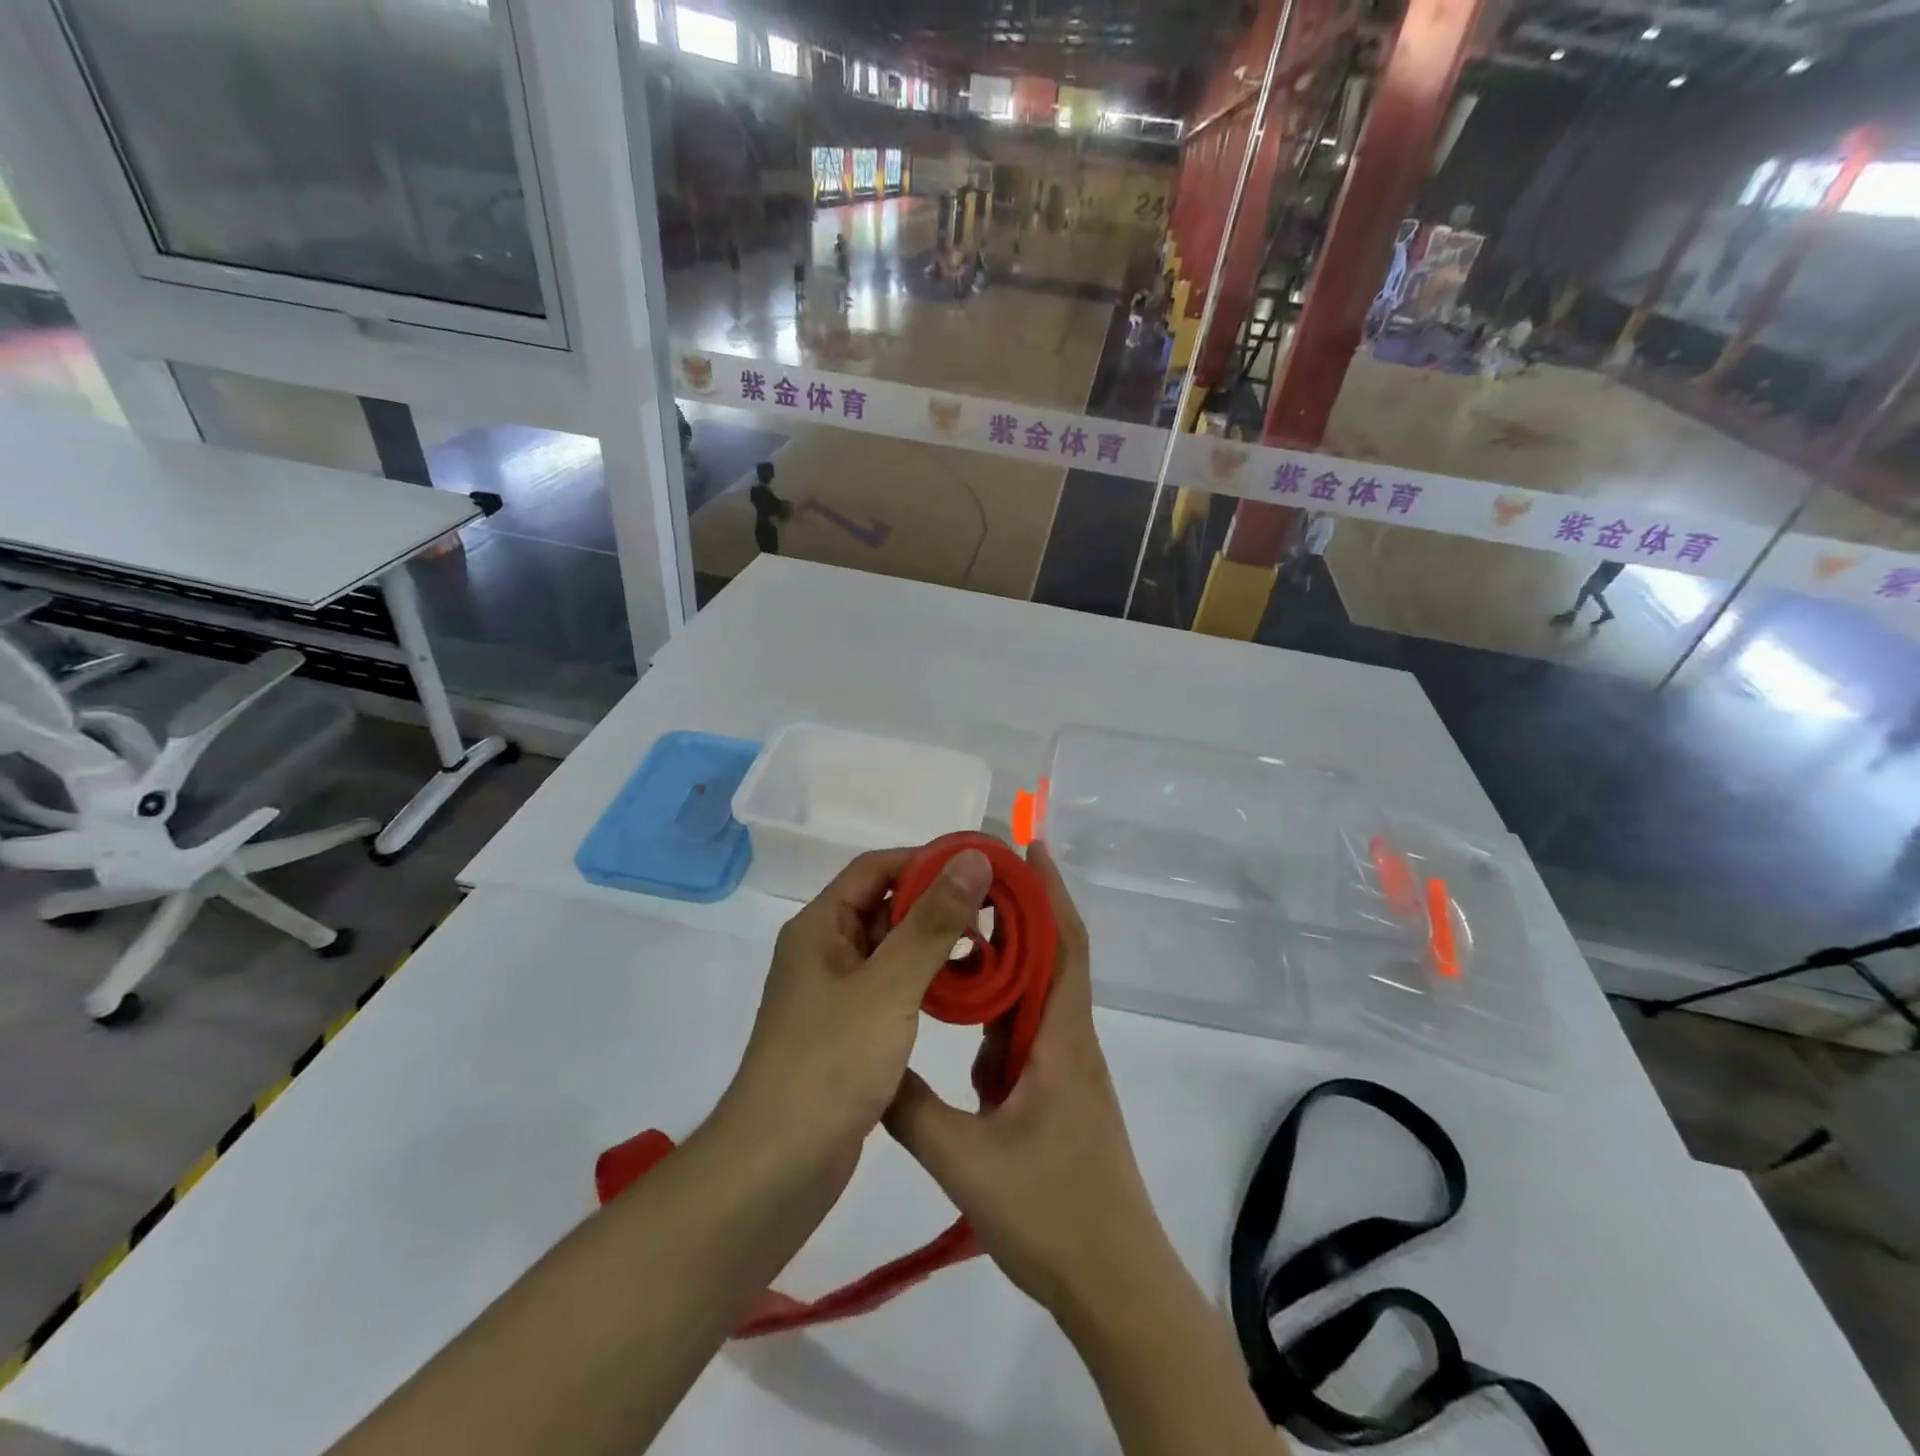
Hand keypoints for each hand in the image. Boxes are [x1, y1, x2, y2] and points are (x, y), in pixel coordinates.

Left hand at [722, 845, 993, 1176]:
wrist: (777, 1168)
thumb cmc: (831, 1062)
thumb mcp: (889, 985)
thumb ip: (933, 921)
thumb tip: (972, 859)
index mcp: (820, 927)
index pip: (876, 868)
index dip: (926, 860)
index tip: (979, 867)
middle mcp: (823, 951)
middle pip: (884, 906)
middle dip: (937, 902)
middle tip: (995, 909)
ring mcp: (834, 993)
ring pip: (891, 949)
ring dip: (934, 943)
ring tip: (989, 947)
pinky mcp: (847, 1030)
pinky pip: (891, 987)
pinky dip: (925, 980)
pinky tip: (963, 990)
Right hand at [884, 842, 1171, 1321]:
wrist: (1116, 1288)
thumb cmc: (1052, 1214)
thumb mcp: (964, 1160)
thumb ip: (911, 1108)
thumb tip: (871, 1060)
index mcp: (1061, 1038)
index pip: (1063, 943)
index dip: (1049, 890)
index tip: (1027, 845)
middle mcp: (1069, 1041)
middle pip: (1049, 958)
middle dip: (1016, 914)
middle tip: (965, 884)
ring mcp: (1066, 1070)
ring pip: (1035, 1000)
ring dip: (1004, 967)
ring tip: (953, 942)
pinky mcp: (1057, 1096)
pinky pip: (1026, 1038)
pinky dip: (998, 1018)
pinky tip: (963, 1028)